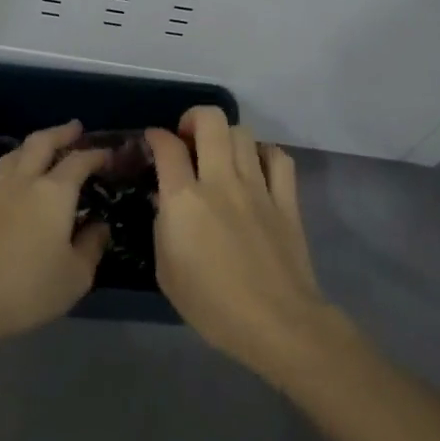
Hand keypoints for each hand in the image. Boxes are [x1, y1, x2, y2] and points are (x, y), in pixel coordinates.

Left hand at [0, 120, 111, 342]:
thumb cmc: (32, 289)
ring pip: (8, 159)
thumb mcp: (77, 275)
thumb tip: (100, 226)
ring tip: (37, 148)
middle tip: (74, 128)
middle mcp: (22, 184)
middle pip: (39, 145)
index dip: (95, 154)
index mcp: (54, 193)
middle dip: (59, 133)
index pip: (79, 162)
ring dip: (25, 148)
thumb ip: (92, 246)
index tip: (108, 153)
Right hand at [146, 106, 340, 378]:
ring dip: (226, 136)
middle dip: (193, 118)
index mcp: (185, 200)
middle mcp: (221, 181)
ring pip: (243, 133)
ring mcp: (258, 187)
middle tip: (187, 138)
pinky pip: (278, 158)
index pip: (167, 147)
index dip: (156, 136)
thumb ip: (162, 227)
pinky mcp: (286, 200)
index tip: (153, 142)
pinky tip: (256, 167)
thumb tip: (167, 201)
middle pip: (211, 121)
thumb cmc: (212, 305)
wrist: (276, 322)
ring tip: (219, 155)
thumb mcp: (166, 270)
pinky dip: (263, 154)